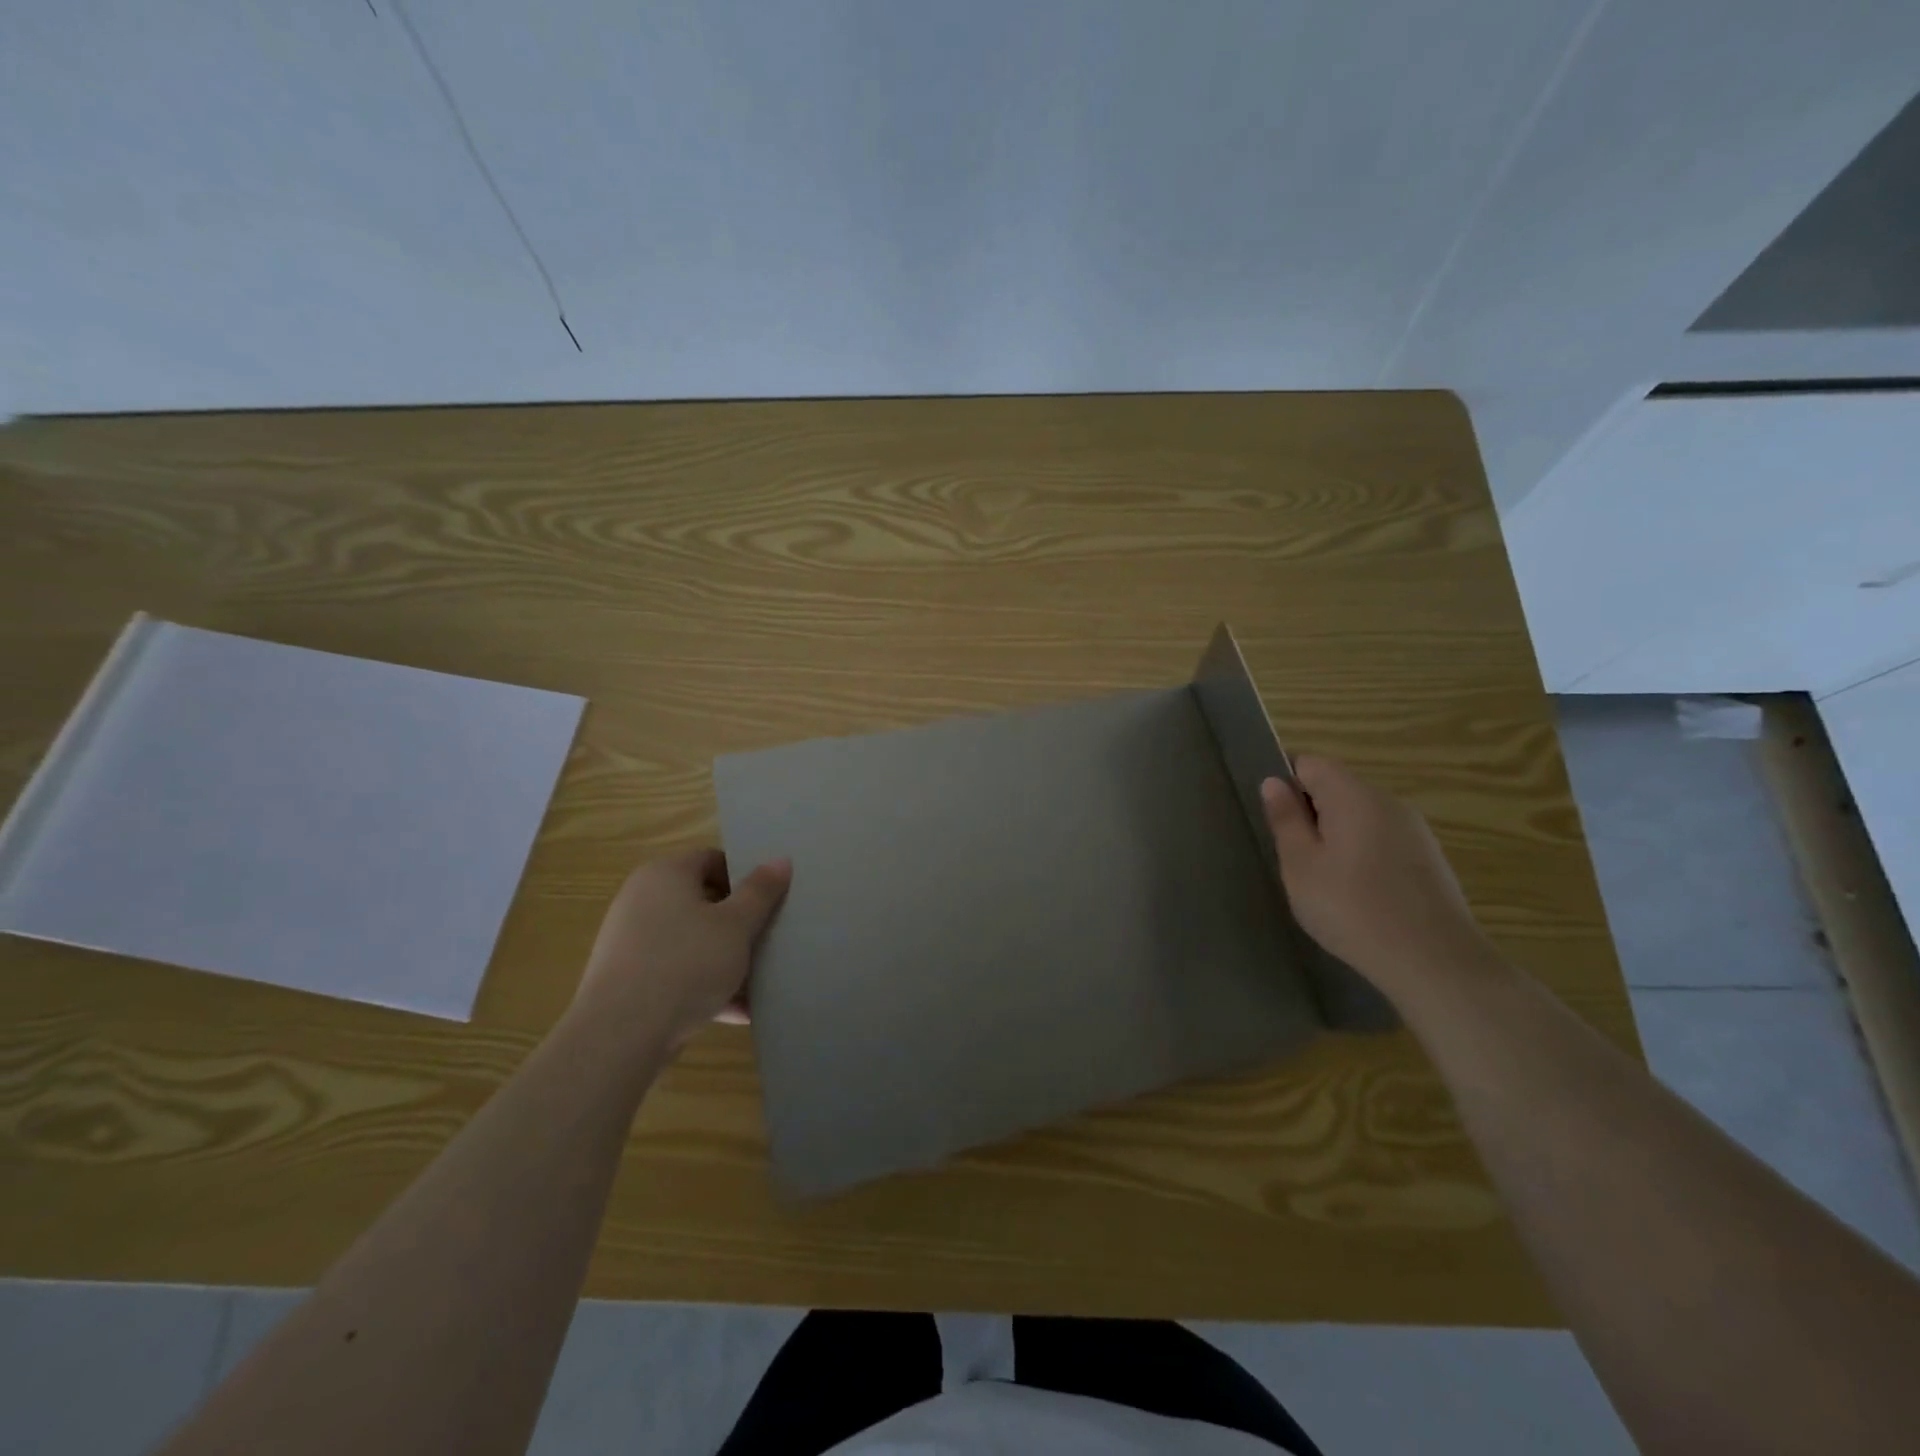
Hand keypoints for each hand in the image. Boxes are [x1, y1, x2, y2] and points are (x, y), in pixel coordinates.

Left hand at [571, 849, 791, 1051]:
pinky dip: (704, 986)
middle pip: (702, 902)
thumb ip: (760, 892)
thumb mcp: (736, 926)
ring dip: (724, 959)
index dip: (744, 877)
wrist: (620, 1035)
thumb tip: (781, 860)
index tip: (769, 901)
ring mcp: (631, 942)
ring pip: (691, 941)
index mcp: (665, 874)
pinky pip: (675, 972)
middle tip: (767, 939)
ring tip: (758, 981)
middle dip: (738, 923)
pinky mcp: (627, 980)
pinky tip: (737, 1012)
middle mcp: (641, 900)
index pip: (712, 860)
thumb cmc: (685, 964)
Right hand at [1260, 756, 1491, 1000]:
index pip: (1309, 762)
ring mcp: (1414, 829)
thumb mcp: (1301, 866)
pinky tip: (1357, 894)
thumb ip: (1285, 820)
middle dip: (1309, 812)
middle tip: (1293, 856)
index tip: (1273, 819)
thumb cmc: (1353, 909)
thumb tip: (1273, 782)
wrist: (1436, 963)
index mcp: (1353, 794)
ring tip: (1323, 880)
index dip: (1284, 781)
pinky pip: (1381, 839)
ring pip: (1359, 815)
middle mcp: (1388, 800)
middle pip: (1336, 787)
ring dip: (1335, 835)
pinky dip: (1361, 853)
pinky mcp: (1429, 858)